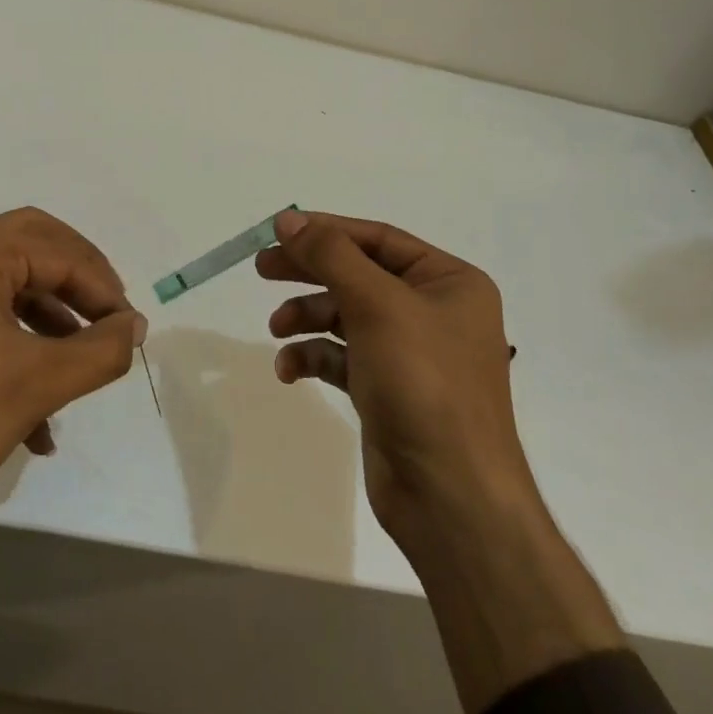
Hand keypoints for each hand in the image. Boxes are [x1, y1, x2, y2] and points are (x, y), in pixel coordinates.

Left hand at [0, 207, 146, 529]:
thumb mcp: (33, 386)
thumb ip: (98, 352)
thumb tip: (137, 325)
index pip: (63, 253)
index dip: (106, 291)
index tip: (133, 334)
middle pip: (38, 254)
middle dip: (81, 289)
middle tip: (112, 322)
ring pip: (12, 293)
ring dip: (52, 330)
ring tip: (81, 375)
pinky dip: (19, 355)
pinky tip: (37, 422)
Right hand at [260, 210, 530, 545]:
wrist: (450, 494)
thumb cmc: (423, 383)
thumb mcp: (377, 305)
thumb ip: (330, 256)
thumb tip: (289, 219)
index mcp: (449, 282)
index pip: (379, 239)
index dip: (327, 231)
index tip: (277, 232)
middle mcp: (434, 311)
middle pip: (359, 275)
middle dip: (310, 272)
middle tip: (262, 269)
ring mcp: (411, 353)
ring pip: (346, 317)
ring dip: (307, 318)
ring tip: (277, 329)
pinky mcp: (387, 389)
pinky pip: (343, 358)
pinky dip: (314, 358)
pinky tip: (288, 371)